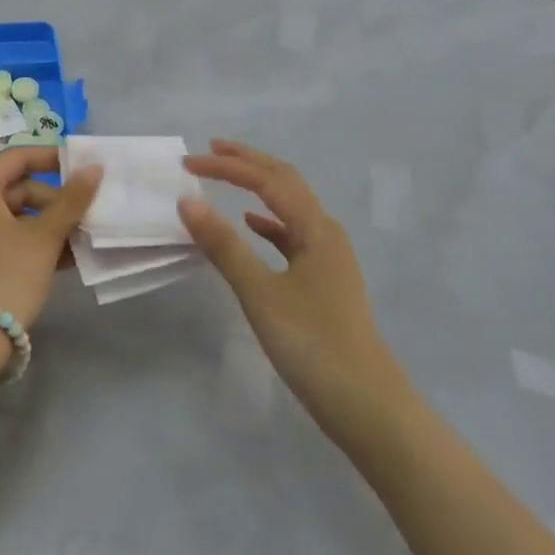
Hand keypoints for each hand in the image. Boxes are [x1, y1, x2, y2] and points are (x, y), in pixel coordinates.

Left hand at [0, 148, 102, 332]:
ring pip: (13, 216)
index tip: (84, 168)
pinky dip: (29, 243)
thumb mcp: (45, 237)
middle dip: (54, 202)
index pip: (18, 157)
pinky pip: (2, 238)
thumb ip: (72, 200)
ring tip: (78, 244)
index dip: (53, 158)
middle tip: (84, 219)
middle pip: (17, 188)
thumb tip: (95, 166)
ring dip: (47, 226)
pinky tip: (60, 262)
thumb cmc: (6, 275)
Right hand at [180, 141, 404, 435]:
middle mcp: (326, 232)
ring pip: (290, 207)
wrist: (366, 404)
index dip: (227, 167)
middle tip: (210, 150)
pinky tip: (251, 226)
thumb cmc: (312, 344)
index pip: (267, 180)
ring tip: (226, 178)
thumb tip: (188, 202)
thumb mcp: (261, 293)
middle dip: (248, 163)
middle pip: (285, 182)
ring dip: (258, 188)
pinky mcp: (324, 280)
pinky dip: (268, 223)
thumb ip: (224, 246)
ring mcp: (329, 257)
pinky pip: (293, 236)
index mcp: (316, 228)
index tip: (188, 165)